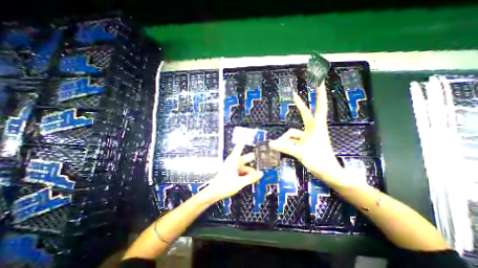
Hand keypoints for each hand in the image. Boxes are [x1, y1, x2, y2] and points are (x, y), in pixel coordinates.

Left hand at [200, 142, 263, 202]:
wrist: (213, 193)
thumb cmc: (223, 186)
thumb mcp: (240, 182)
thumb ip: (251, 177)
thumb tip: (261, 173)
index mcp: (233, 160)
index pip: (240, 146)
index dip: (245, 139)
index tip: (250, 132)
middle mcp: (233, 162)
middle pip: (245, 158)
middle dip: (252, 160)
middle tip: (261, 158)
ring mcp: (232, 167)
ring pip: (244, 166)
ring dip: (250, 171)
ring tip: (255, 177)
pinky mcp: (232, 172)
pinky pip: (241, 171)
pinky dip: (246, 174)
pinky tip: (250, 180)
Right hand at [268, 82, 342, 180]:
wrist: (328, 173)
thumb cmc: (319, 160)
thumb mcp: (300, 153)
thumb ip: (284, 147)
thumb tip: (269, 144)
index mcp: (317, 127)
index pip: (320, 107)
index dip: (320, 95)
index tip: (320, 83)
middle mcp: (313, 129)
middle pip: (306, 114)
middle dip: (301, 105)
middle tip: (294, 95)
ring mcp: (309, 136)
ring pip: (294, 132)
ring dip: (286, 138)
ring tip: (276, 146)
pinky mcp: (306, 143)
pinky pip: (294, 140)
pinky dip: (287, 143)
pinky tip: (281, 148)